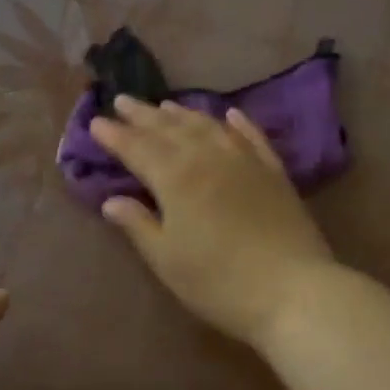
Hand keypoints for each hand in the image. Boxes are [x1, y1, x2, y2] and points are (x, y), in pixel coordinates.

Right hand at [87, 96, 335, 346]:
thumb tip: (112, 200)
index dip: (115, 135)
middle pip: (170, 129)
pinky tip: (230, 114)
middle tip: (123, 101)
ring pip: (208, 126)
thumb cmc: (219, 282)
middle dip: (144, 115)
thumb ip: (139, 225)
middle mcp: (209, 157)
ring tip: (165, 104)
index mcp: (176, 178)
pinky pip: (252, 137)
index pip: (138, 148)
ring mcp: (246, 161)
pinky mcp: (274, 172)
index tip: (96, 122)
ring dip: (184, 113)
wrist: (293, 289)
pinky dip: (238, 123)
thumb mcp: (168, 260)